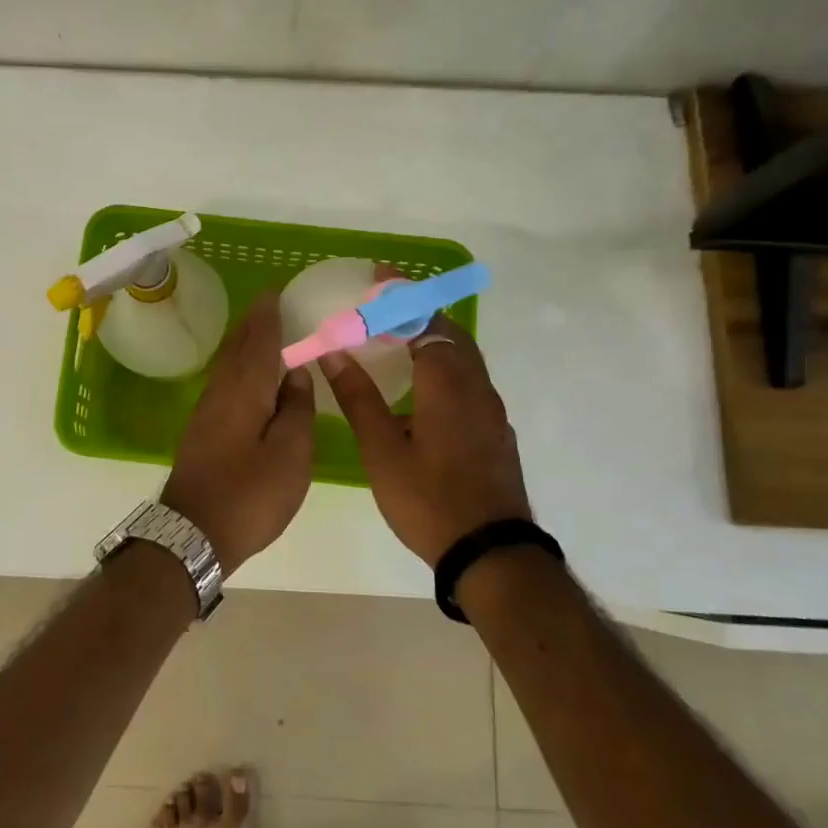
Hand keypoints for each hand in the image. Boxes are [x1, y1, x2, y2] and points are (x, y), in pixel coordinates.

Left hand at [163, 292, 316, 573]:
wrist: (193, 534)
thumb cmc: (250, 495)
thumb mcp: (290, 455)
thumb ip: (296, 410)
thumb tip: (296, 373)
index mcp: (244, 390)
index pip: (258, 340)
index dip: (268, 315)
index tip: (276, 291)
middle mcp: (220, 392)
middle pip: (237, 347)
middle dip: (253, 324)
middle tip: (271, 305)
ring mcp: (206, 412)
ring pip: (227, 365)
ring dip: (244, 344)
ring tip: (262, 332)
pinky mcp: (202, 431)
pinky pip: (224, 383)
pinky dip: (238, 368)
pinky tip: (247, 377)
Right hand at [321, 314, 530, 565]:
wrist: (491, 553)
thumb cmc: (429, 500)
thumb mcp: (382, 451)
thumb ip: (358, 398)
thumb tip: (333, 353)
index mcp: (447, 384)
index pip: (424, 321)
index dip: (400, 295)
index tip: (378, 275)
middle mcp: (475, 387)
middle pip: (450, 332)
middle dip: (419, 309)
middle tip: (385, 304)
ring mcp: (491, 410)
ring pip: (464, 357)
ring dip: (434, 336)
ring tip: (399, 337)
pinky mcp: (495, 431)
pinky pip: (469, 380)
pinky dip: (445, 364)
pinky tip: (423, 387)